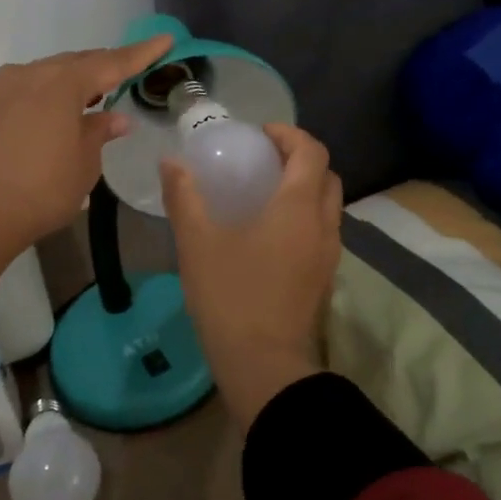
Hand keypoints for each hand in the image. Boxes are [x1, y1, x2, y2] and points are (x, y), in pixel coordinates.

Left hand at [0, 35, 173, 290]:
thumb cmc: (40, 190)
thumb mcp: (82, 165)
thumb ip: (98, 134)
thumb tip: (113, 117)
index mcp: (61, 84)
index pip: (111, 63)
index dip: (141, 54)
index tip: (165, 40)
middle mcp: (30, 75)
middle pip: (76, 63)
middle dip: (104, 66)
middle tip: (129, 72)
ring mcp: (2, 90)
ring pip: (49, 74)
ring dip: (74, 82)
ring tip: (95, 95)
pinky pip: (28, 89)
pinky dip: (50, 94)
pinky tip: (59, 113)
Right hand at [160, 124, 343, 429]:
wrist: (263, 365)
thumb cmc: (230, 296)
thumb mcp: (197, 242)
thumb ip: (184, 197)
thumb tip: (171, 162)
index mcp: (299, 206)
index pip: (311, 151)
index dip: (289, 134)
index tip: (259, 135)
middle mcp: (323, 224)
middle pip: (326, 175)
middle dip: (300, 159)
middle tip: (263, 160)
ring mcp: (329, 254)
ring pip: (328, 206)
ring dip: (305, 189)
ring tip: (265, 194)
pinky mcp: (325, 279)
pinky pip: (323, 231)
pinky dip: (305, 217)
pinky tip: (270, 233)